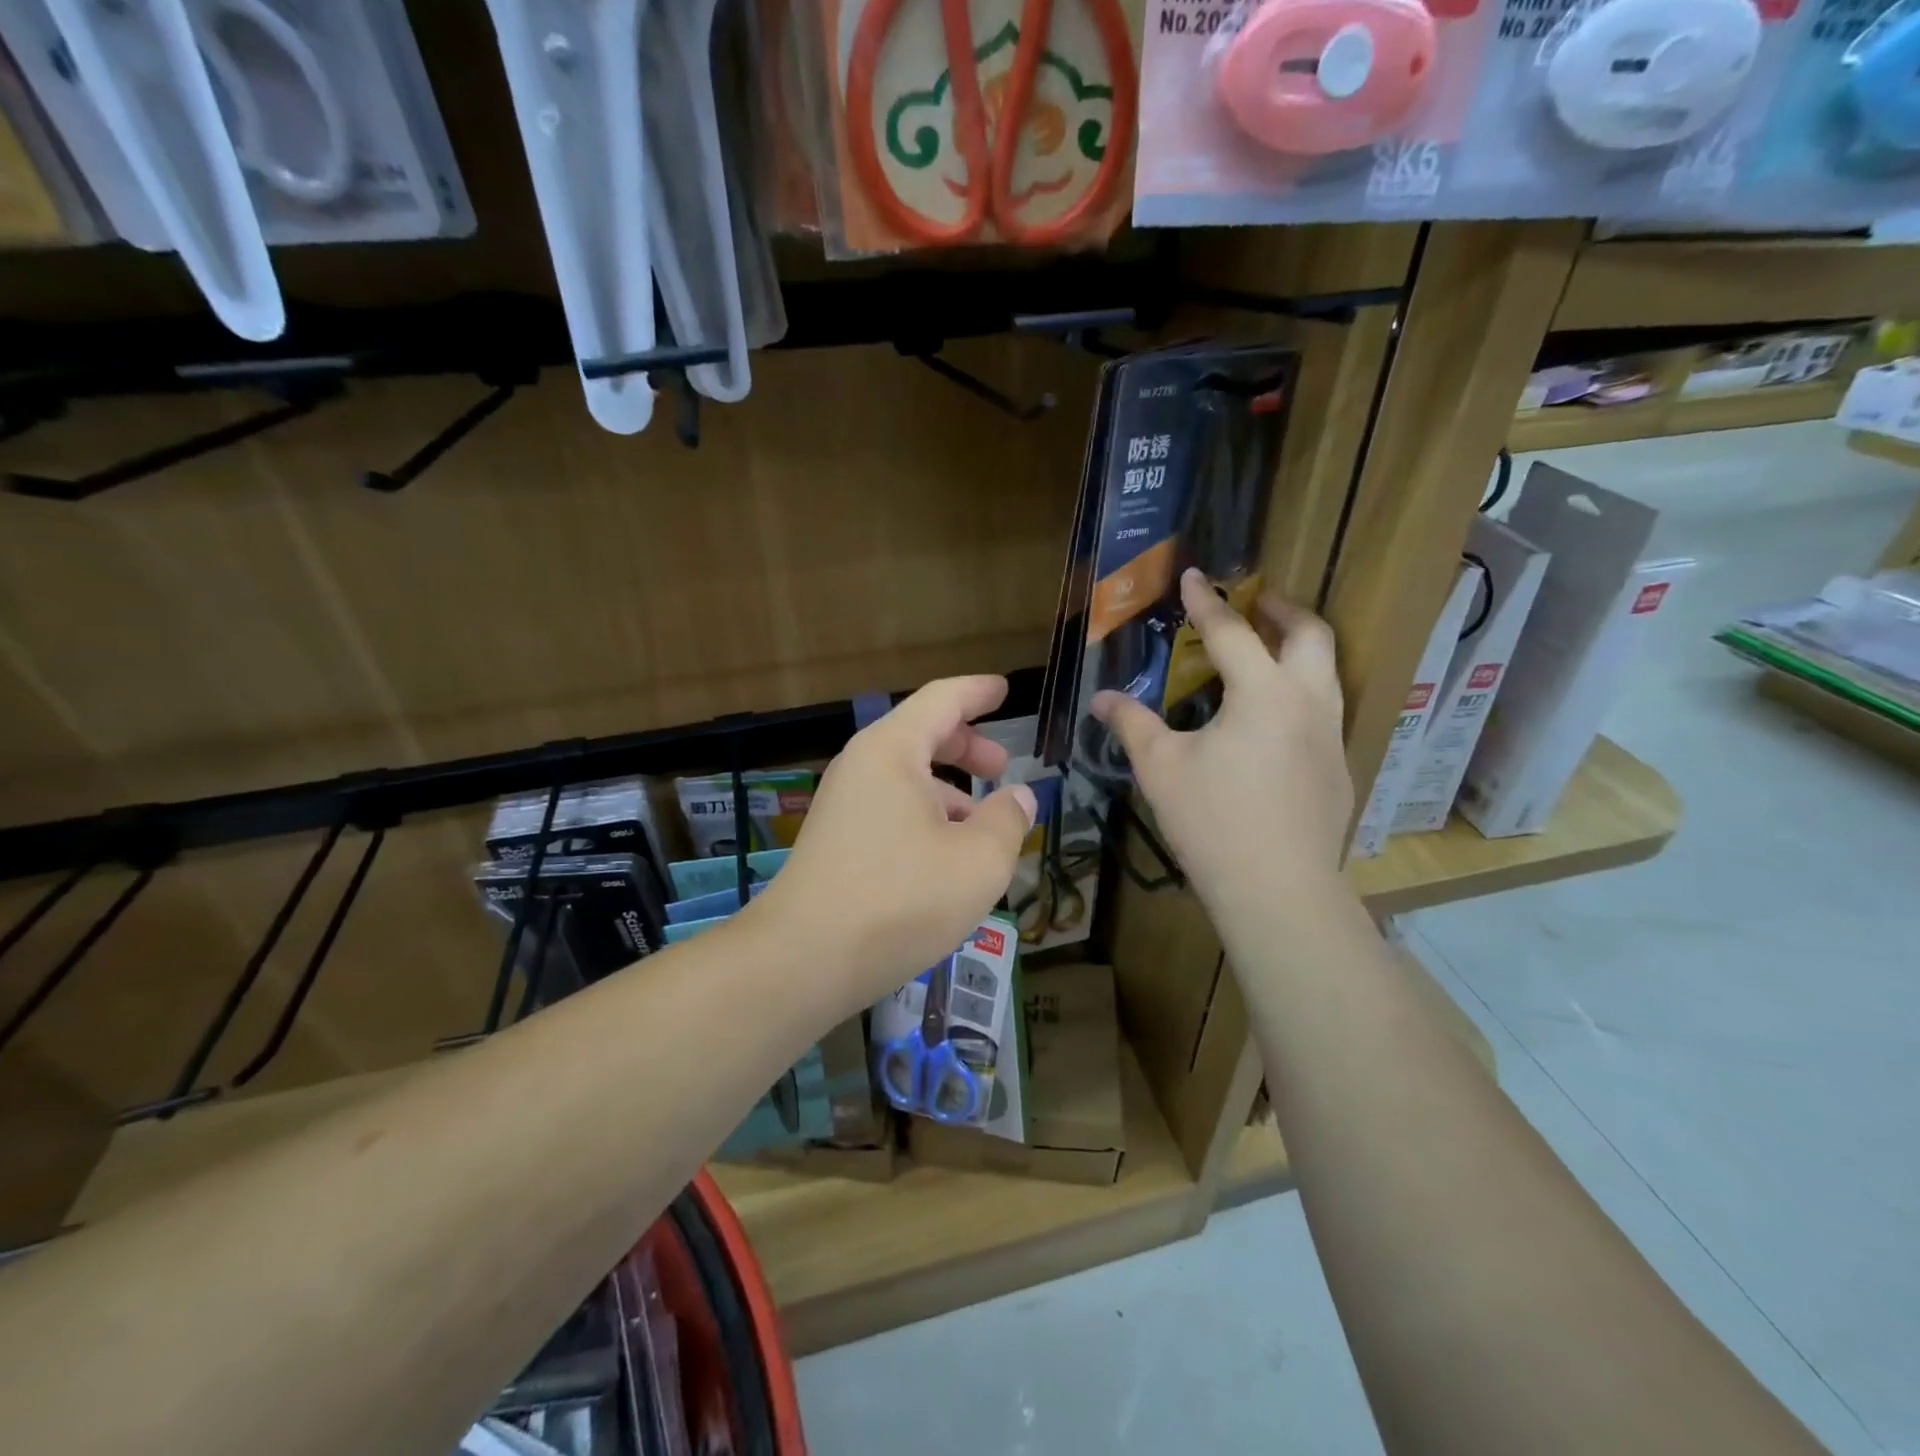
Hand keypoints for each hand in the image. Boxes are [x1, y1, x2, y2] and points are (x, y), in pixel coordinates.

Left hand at [745, 676, 1037, 1010]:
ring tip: (985, 826)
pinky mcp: (836, 843)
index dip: (978, 692)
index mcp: (893, 750)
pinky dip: (926, 818)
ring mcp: (843, 806)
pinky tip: (947, 859)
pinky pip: (890, 811)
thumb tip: (1019, 797)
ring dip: (949, 791)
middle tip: (1002, 766)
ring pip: (906, 779)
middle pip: (922, 736)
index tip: (1004, 689)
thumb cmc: (901, 899)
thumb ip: (1008, 820)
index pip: (942, 700)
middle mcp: (862, 767)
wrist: (804, 960)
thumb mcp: (978, 860)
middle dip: (967, 746)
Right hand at [1094, 568, 1352, 916]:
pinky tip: (1274, 721)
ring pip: (1327, 671)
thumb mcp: (1160, 767)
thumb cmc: (1212, 820)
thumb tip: (1102, 699)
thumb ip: (1132, 724)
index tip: (1194, 576)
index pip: (1232, 632)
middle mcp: (1309, 702)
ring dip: (1299, 648)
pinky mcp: (1338, 768)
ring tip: (1267, 651)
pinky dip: (1301, 692)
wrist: (1277, 888)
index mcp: (1264, 693)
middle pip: (1310, 634)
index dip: (1207, 602)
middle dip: (1282, 609)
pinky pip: (1325, 710)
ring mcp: (1331, 736)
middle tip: (1255, 602)